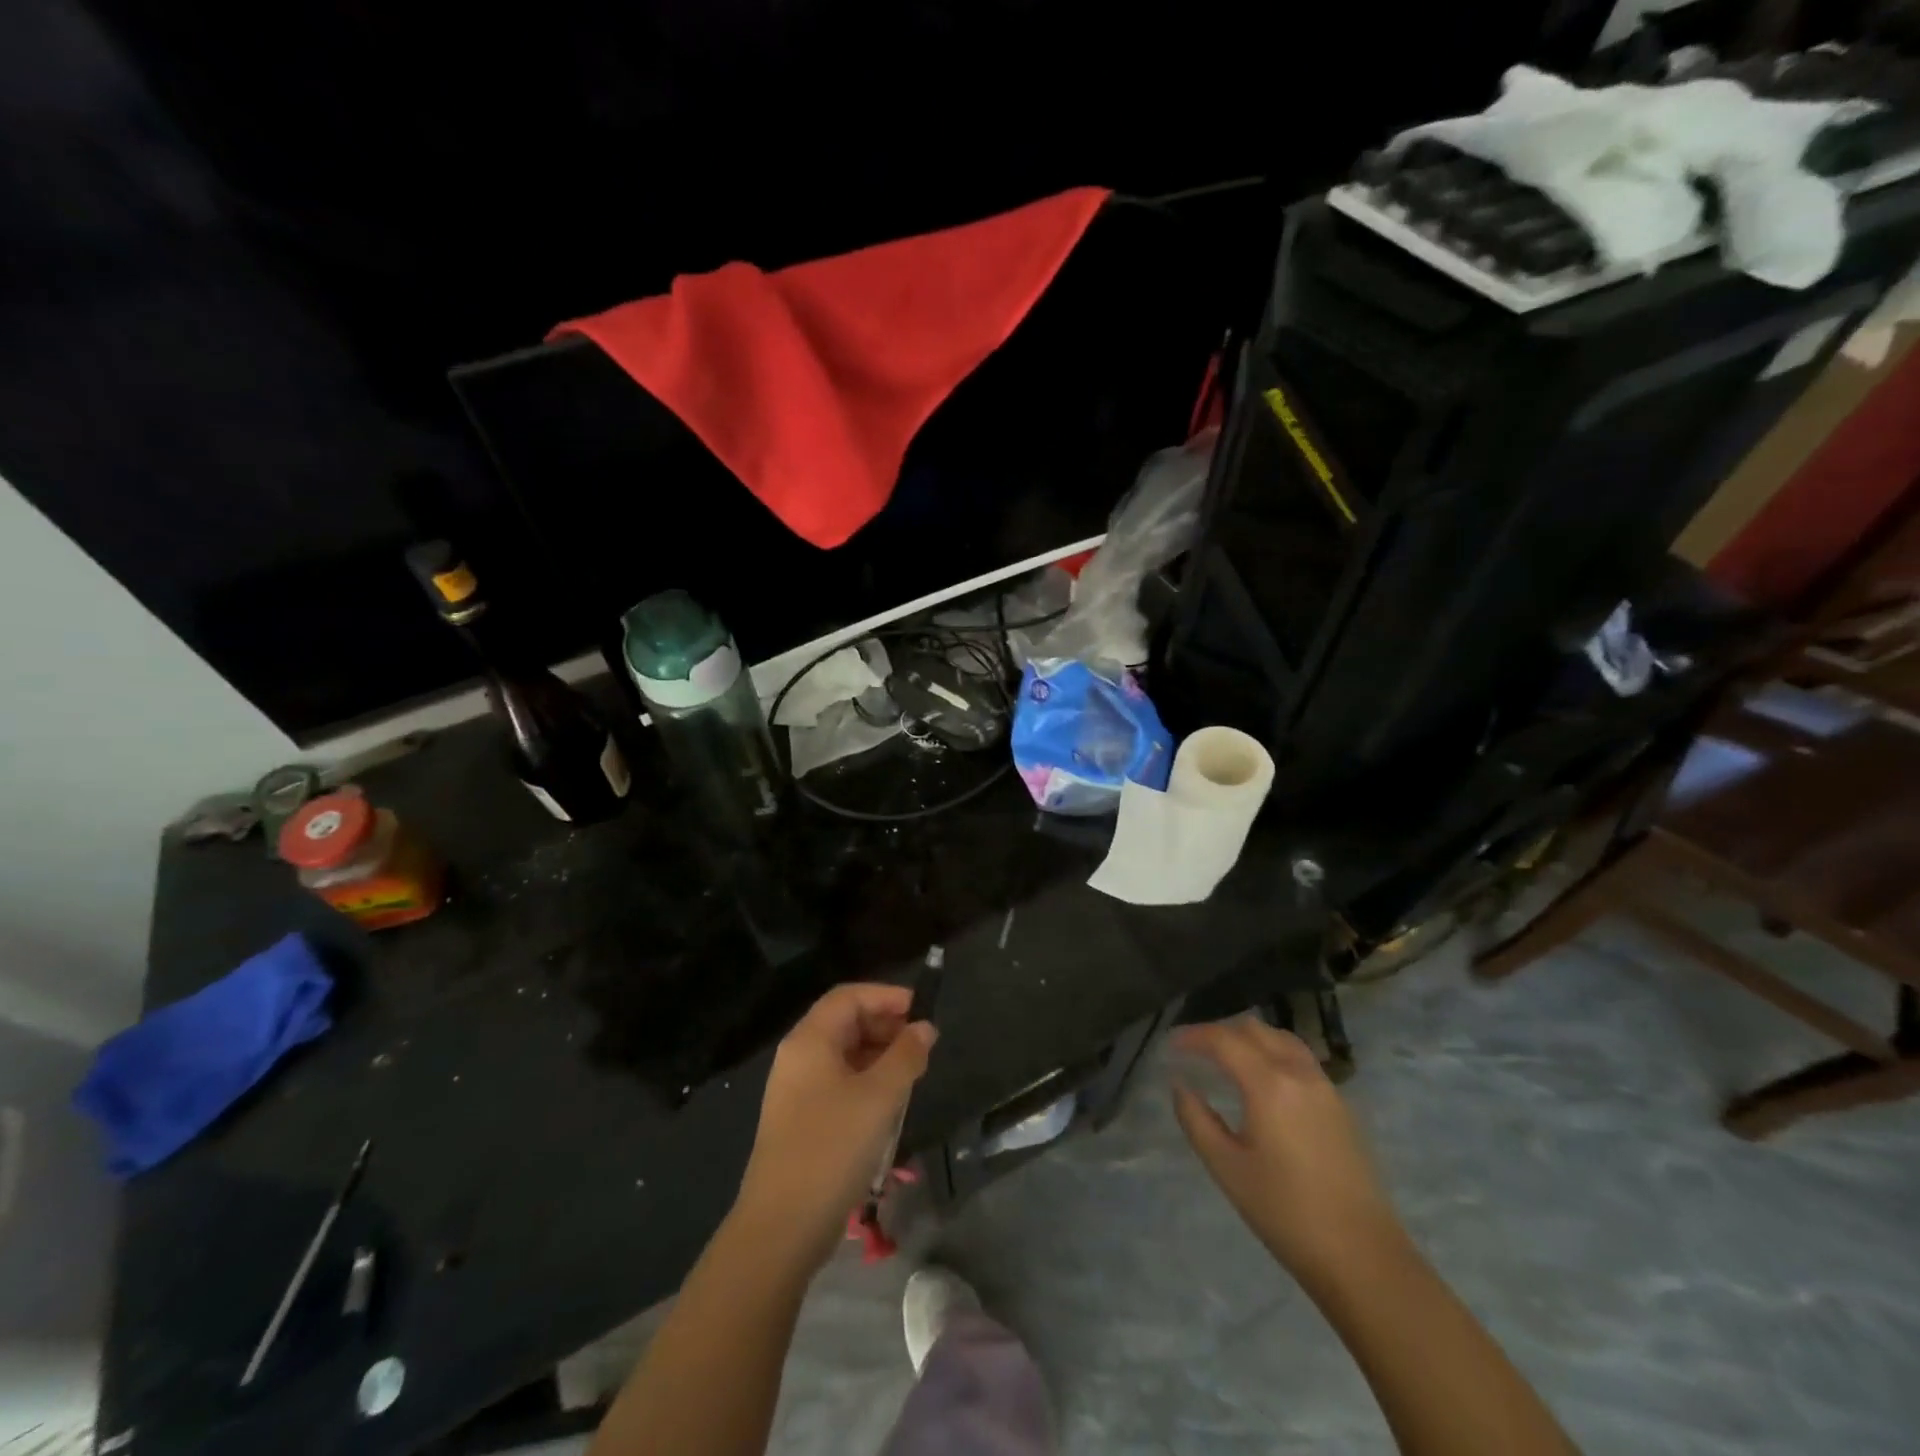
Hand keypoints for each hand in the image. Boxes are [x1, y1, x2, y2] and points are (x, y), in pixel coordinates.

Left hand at [733, 983, 936, 1273]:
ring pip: (844, 1054)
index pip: (849, 996)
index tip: (922, 1010)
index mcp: (810, 1040)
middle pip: (845, 1022)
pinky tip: (890, 1102)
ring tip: (913, 1073)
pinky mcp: (801, 1119)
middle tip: (922, 1044)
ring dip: (879, 1055)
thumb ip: (906, 1056)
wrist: (782, 1227)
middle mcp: (798, 1056)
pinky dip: (866, 1080)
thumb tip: (924, 1028)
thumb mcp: (880, 1097)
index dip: (886, 995)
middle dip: (885, 1025)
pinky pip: (838, 1082)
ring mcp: (797, 1090)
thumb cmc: (832, 1148)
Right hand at [1171, 1017, 1404, 1281]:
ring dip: (1249, 1038)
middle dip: (1220, 1032)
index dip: (1193, 1036)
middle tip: (1195, 1050)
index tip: (1171, 1045)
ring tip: (1226, 1058)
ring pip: (1281, 1039)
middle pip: (1254, 1030)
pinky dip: (1273, 1053)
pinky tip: (1262, 1082)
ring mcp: (1325, 1088)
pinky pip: (1300, 1059)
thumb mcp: (1227, 1168)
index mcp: (1269, 1084)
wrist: (1363, 1258)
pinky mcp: (1341, 1107)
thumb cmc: (1286, 1213)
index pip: (1224, 1040)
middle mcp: (1299, 1073)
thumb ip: (1197, 1120)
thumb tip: (1180, 1085)